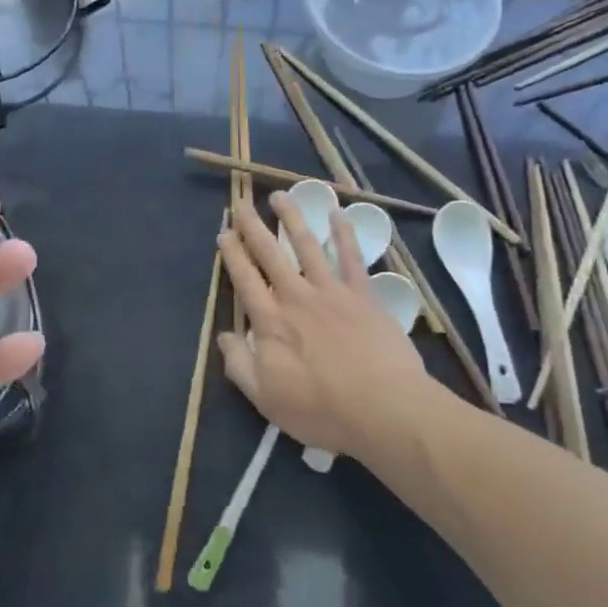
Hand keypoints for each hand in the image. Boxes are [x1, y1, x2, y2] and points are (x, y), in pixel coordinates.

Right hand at [216, 191, 430, 461]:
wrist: (383, 409)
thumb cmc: (321, 410)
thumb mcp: (267, 399)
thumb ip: (240, 365)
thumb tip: (224, 337)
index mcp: (271, 322)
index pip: (245, 279)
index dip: (232, 254)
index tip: (224, 233)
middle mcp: (296, 297)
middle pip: (269, 254)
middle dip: (253, 227)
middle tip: (241, 203)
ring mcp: (331, 291)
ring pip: (307, 245)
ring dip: (291, 218)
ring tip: (280, 196)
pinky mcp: (363, 294)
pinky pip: (352, 257)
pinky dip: (344, 233)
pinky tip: (337, 213)